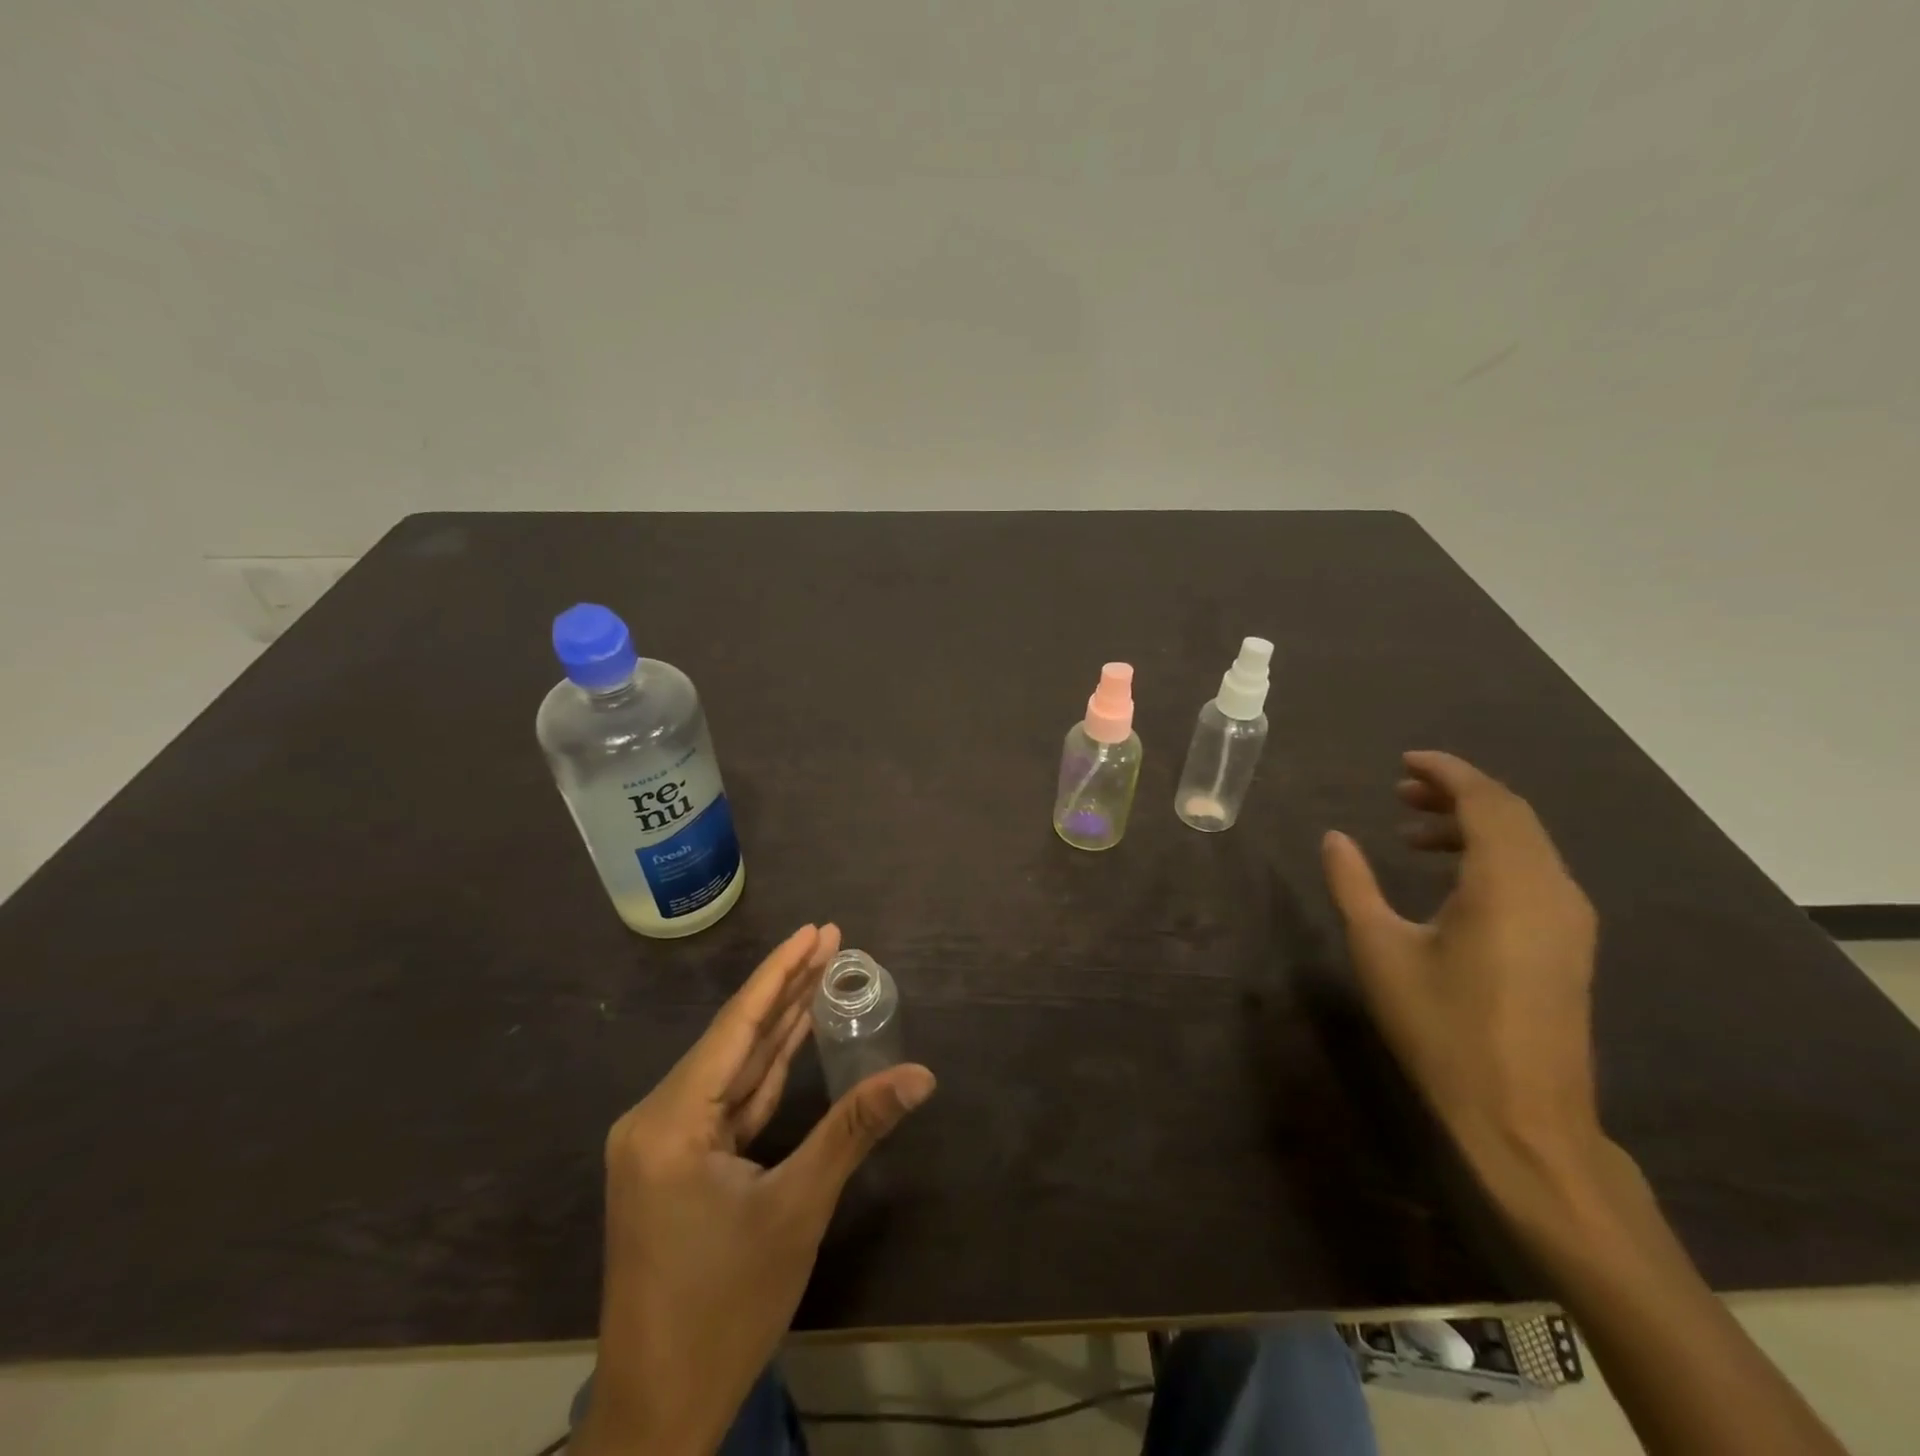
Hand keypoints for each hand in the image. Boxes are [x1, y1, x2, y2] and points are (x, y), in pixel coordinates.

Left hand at [577, 924, 936, 1455]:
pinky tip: (792, 1036)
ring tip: (820, 972)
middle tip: (830, 938)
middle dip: (786, 988)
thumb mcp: (797, 1210)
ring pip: (732, 1067)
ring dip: (778, 1024)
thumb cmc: (725, 1309)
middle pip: (735, 1037)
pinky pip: (727, 1101)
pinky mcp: (676, 1163)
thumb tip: (920, 1074)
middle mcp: (657, 1118)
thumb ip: (855, 1128)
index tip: (815, 929)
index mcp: (670, 1121)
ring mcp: (664, 1142)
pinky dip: (764, 1070)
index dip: (781, 973)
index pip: (737, 1025)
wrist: (659, 1411)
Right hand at [1321, 752, 1605, 1200]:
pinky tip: (1449, 878)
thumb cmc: (1444, 1029)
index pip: (1486, 801)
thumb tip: (1335, 838)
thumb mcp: (1380, 951)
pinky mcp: (1570, 943)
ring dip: (1472, 824)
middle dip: (1456, 793)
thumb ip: (1354, 885)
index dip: (1447, 771)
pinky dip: (1491, 854)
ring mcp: (1569, 918)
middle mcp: (1552, 889)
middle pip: (1511, 814)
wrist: (1525, 1119)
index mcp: (1509, 884)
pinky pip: (1534, 871)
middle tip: (1399, 792)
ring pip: (1526, 842)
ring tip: (1412, 834)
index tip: (1405, 761)